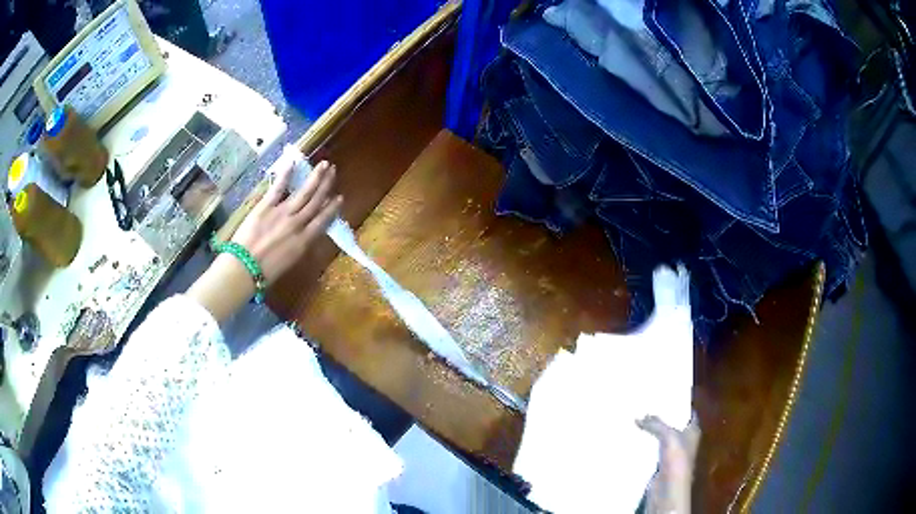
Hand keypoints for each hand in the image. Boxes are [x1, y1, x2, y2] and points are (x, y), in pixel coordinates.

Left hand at [231, 156, 341, 283]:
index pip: (323, 220)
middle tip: (333, 171)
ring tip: (324, 165)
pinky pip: (278, 188)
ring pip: (304, 192)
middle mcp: (297, 224)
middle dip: (326, 185)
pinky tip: (293, 163)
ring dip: (315, 177)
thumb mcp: (290, 263)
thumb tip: (307, 233)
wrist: (244, 269)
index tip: (340, 197)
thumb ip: (300, 245)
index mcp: (304, 241)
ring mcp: (282, 213)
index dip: (332, 208)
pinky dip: (286, 175)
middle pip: (316, 201)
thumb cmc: (266, 273)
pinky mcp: (265, 206)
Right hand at [637, 413, 700, 513]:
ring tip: (636, 419)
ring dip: (651, 432)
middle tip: (646, 405)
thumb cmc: (677, 459)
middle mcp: (684, 441)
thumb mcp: (669, 436)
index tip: (665, 396)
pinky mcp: (659, 464)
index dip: (679, 405)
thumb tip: (639, 416)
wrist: (668, 489)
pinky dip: (644, 445)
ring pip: (660, 438)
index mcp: (693, 431)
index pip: (688, 413)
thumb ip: (656, 424)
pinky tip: (633, 439)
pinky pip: (651, 450)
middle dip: (661, 417)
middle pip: (673, 425)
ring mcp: (671, 454)